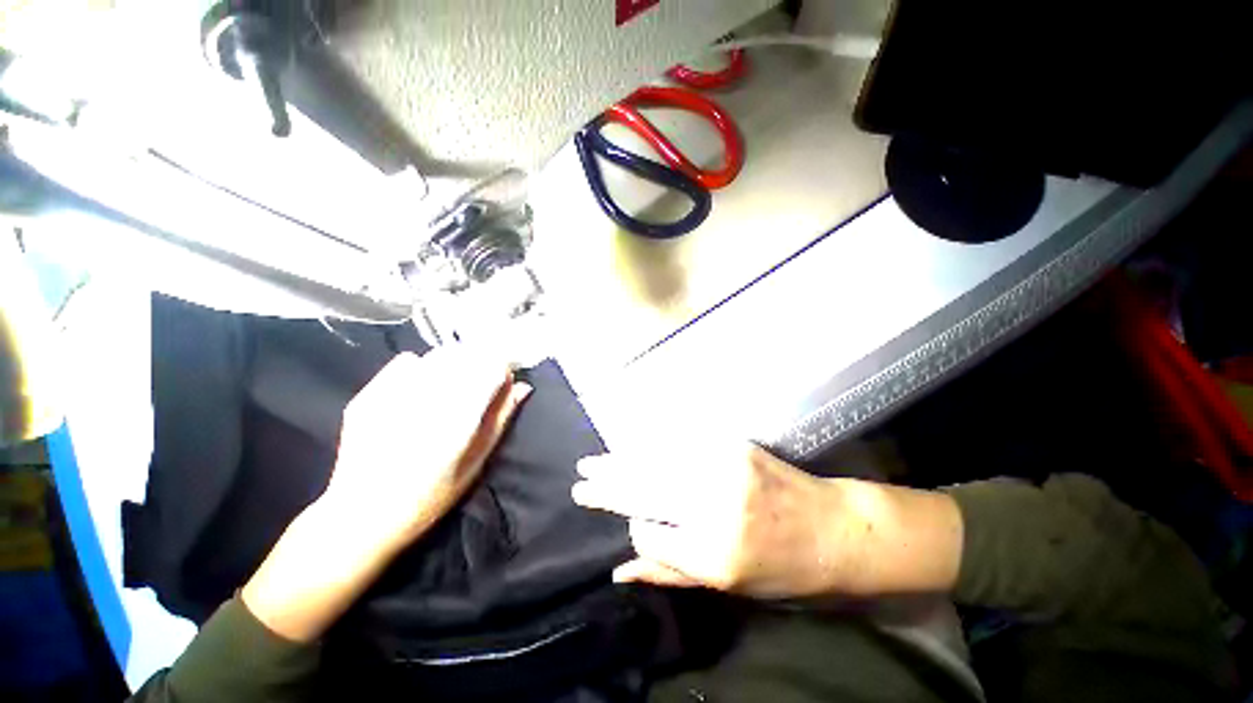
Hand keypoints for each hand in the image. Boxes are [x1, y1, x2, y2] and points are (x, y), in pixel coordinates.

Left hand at [243, 346, 530, 641]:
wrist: (361, 516)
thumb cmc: (431, 496)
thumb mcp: (477, 462)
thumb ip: (501, 418)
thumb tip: (522, 386)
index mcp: (460, 417)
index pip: (493, 366)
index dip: (504, 368)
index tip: (504, 380)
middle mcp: (429, 398)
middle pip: (468, 355)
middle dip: (481, 363)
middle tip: (480, 385)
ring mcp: (394, 393)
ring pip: (439, 355)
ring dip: (455, 363)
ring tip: (452, 385)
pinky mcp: (371, 393)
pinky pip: (407, 361)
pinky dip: (422, 367)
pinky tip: (420, 387)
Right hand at [572, 444, 962, 599]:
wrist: (833, 529)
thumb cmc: (781, 569)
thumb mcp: (726, 587)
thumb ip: (668, 572)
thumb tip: (618, 568)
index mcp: (712, 551)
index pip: (648, 530)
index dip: (631, 523)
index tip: (616, 515)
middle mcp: (713, 504)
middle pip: (646, 488)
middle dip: (608, 484)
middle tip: (579, 481)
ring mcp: (723, 466)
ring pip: (657, 460)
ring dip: (621, 461)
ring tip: (594, 463)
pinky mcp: (732, 443)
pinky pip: (679, 442)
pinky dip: (651, 444)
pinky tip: (633, 445)